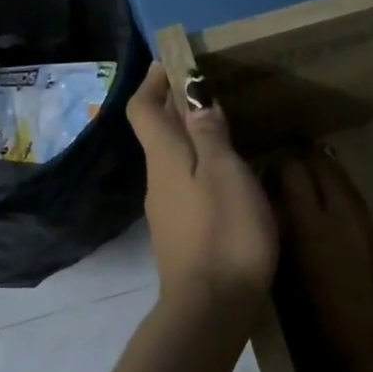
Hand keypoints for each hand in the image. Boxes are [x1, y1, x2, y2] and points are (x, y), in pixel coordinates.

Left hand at [126, 65, 276, 311]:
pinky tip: (230, 181)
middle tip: (211, 92)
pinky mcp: (181, 237)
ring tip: (228, 132)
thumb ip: (210, 134)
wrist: (211, 308)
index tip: (173, 63)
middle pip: (158, 135)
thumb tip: (195, 97)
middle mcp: (157, 182)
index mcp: (165, 160)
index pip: (143, 110)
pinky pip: (186, 189)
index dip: (153, 82)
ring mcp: (166, 213)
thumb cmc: (224, 233)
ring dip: (192, 141)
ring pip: (173, 163)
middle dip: (177, 108)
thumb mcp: (226, 174)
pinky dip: (201, 171)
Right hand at [270, 147, 372, 371]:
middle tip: (288, 172)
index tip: (267, 175)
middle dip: (305, 162)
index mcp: (312, 226)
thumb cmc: (320, 325)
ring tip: (309, 188)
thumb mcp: (288, 278)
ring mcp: (367, 224)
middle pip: (324, 166)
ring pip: (345, 181)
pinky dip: (342, 199)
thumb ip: (282, 237)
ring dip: (326, 177)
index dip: (279, 166)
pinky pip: (358, 204)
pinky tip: (332, 217)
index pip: (294, 171)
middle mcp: (342, 214)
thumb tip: (274, 210)